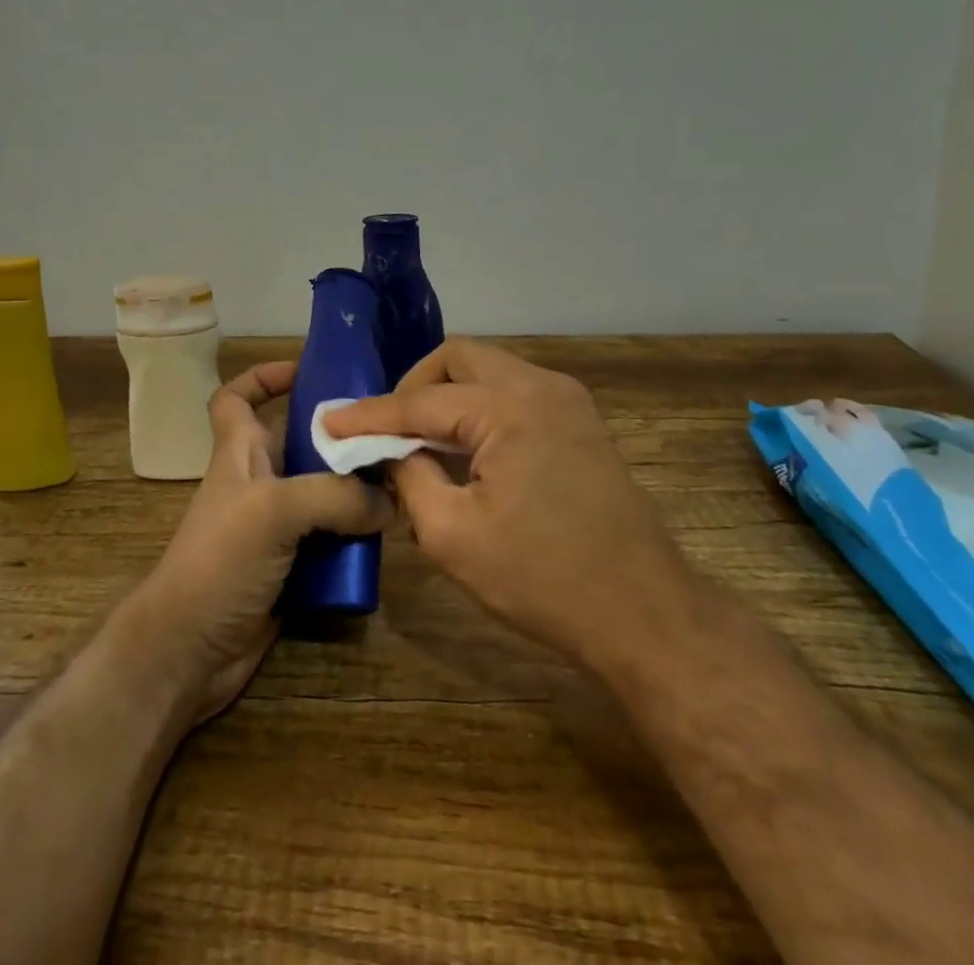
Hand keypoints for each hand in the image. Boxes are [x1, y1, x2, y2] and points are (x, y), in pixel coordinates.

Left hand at [127, 360, 391, 725]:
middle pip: (300, 442)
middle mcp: (259, 483)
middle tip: (390, 432)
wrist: (189, 653)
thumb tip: (388, 501)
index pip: (236, 398)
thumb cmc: (218, 562)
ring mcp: (275, 527)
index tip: (306, 370)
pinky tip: (389, 535)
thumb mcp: (273, 510)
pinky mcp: (292, 566)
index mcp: (239, 453)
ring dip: (357, 488)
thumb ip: (334, 495)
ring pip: (323, 492)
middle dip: (339, 435)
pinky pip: (332, 538)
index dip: (263, 377)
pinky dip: (356, 535)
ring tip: (402, 480)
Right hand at [324, 338, 685, 675]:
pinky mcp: (580, 421)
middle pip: (458, 359)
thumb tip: (394, 453)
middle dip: (414, 386)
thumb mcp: (452, 537)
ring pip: (489, 371)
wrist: (644, 613)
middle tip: (387, 429)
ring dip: (448, 396)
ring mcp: (568, 400)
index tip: (328, 423)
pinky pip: (514, 393)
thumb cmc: (544, 580)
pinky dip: (479, 409)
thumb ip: (410, 479)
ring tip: (420, 441)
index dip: (369, 415)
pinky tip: (465, 450)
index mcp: (510, 408)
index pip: (421, 401)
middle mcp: (542, 386)